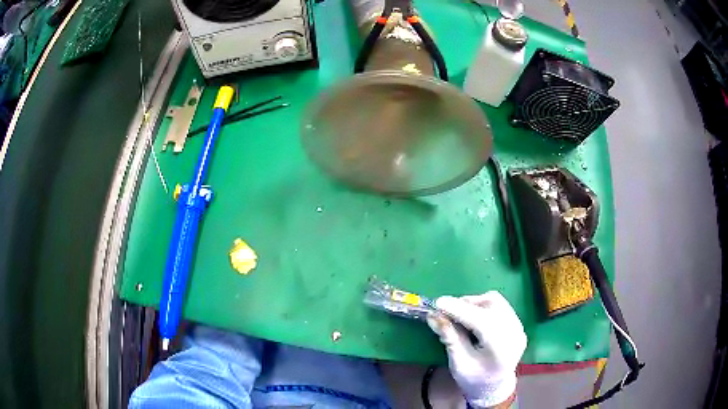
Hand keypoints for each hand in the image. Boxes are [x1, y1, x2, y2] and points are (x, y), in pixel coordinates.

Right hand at [427, 291, 526, 407]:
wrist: (493, 388)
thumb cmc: (473, 380)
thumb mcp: (458, 363)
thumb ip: (450, 338)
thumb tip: (434, 316)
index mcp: (501, 349)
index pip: (481, 321)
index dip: (460, 310)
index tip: (438, 303)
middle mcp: (515, 334)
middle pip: (492, 305)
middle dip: (466, 304)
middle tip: (446, 310)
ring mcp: (519, 327)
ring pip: (496, 301)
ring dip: (474, 303)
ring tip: (459, 314)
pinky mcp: (517, 324)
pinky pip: (500, 306)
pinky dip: (483, 306)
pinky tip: (472, 316)